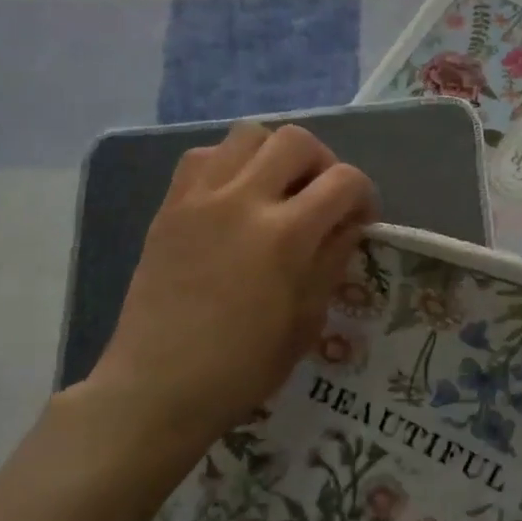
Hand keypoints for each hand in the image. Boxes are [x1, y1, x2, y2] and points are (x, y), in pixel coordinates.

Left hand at [74, 123, 377, 460]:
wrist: (157, 386)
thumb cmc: (242, 367)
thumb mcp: (307, 320)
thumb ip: (332, 259)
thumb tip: (348, 225)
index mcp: (286, 235)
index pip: (344, 180)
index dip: (364, 195)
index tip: (360, 220)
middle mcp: (244, 200)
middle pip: (297, 140)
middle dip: (323, 162)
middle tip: (320, 198)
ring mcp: (200, 198)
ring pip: (248, 134)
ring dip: (274, 154)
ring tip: (276, 190)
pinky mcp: (170, 206)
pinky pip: (203, 155)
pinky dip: (229, 163)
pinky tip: (233, 198)